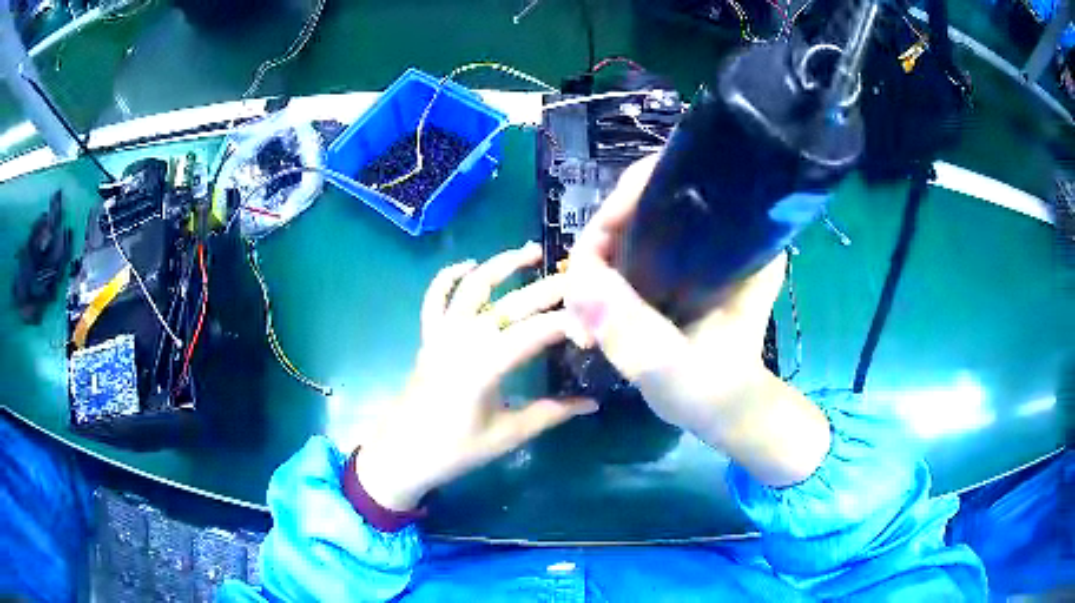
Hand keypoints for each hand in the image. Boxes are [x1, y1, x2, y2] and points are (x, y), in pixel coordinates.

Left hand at [356, 243, 597, 511]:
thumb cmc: (456, 450)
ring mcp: (443, 333)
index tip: (593, 332)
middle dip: (550, 288)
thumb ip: (552, 414)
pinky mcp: (429, 337)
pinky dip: (448, 277)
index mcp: (487, 365)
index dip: (569, 326)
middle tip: (581, 280)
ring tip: (531, 251)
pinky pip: (435, 298)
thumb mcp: (508, 434)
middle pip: (513, 303)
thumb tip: (592, 403)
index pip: (538, 332)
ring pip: (473, 286)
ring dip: (502, 264)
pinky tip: (469, 265)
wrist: (403, 453)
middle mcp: (465, 338)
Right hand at [565, 157, 830, 486]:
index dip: (630, 198)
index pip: (680, 183)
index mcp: (741, 241)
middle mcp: (721, 232)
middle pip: (646, 202)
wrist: (725, 412)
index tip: (598, 238)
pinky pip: (629, 250)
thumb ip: (632, 329)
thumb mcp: (675, 366)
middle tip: (581, 287)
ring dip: (598, 260)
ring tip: (582, 308)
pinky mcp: (677, 267)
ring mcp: (696, 248)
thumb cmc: (715, 391)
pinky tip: (591, 307)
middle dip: (604, 237)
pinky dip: (604, 274)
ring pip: (631, 226)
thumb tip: (579, 280)